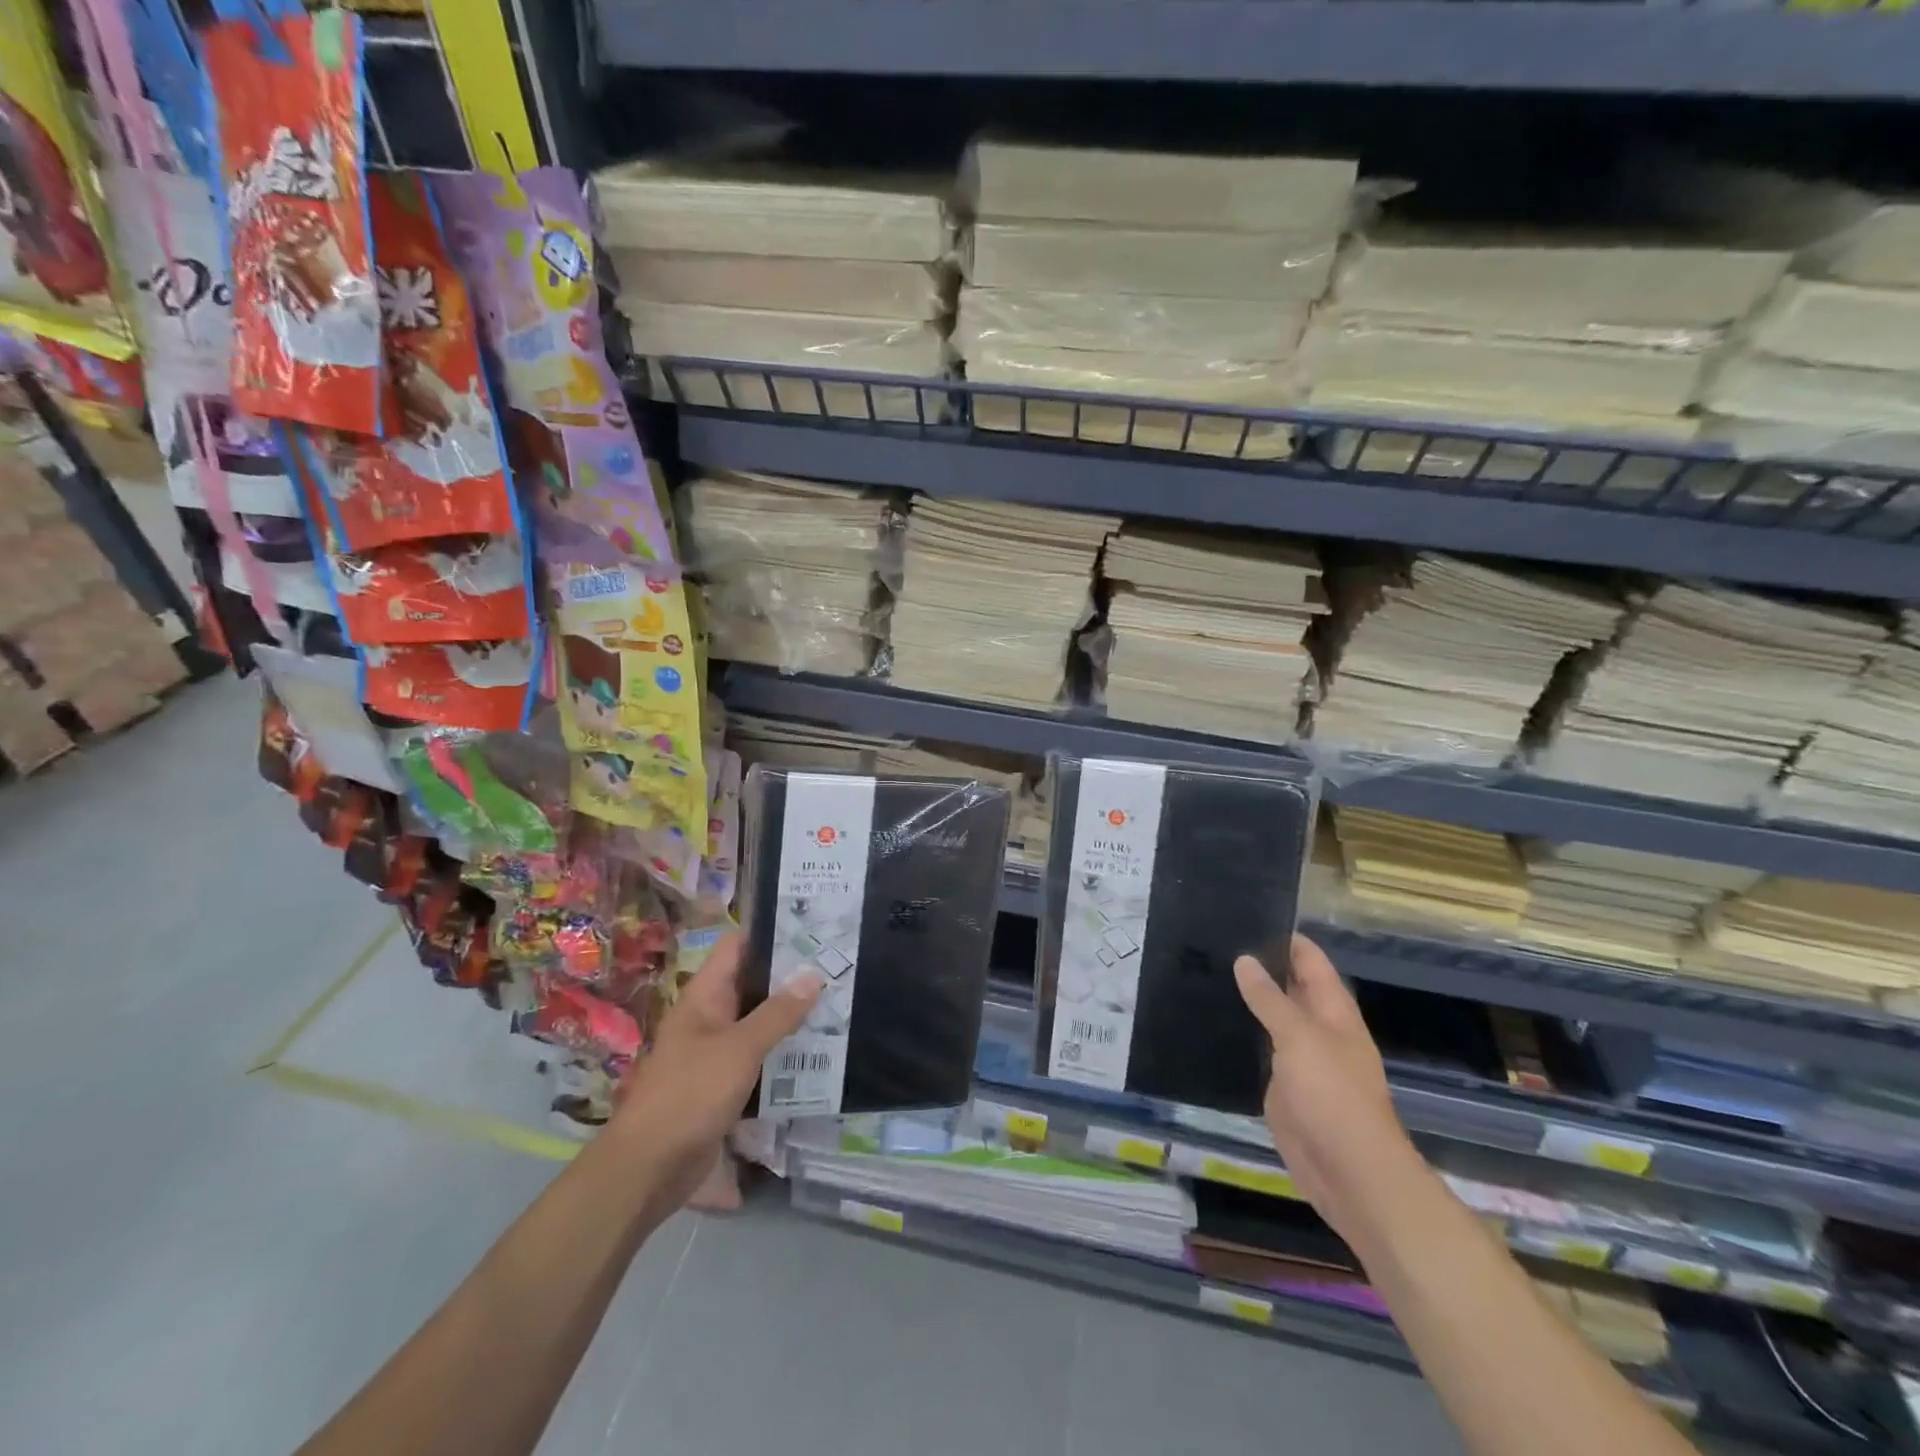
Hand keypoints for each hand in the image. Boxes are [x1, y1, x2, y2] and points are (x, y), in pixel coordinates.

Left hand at [609, 932, 821, 1215]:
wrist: (649, 1168)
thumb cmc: (690, 1094)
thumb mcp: (739, 1048)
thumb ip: (778, 1013)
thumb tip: (813, 974)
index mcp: (705, 996)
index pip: (738, 947)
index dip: (771, 932)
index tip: (813, 926)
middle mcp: (710, 1016)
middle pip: (754, 983)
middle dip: (792, 975)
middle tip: (838, 963)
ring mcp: (716, 1050)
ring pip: (760, 1021)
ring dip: (792, 1015)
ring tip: (839, 1000)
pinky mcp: (725, 1083)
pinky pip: (760, 1056)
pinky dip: (784, 1051)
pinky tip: (819, 1050)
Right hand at [1234, 935, 1426, 1249]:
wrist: (1349, 1173)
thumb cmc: (1333, 1096)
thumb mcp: (1299, 1038)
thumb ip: (1270, 999)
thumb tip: (1245, 959)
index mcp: (1333, 1012)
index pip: (1309, 960)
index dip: (1284, 937)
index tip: (1245, 914)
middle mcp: (1317, 1030)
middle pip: (1288, 988)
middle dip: (1259, 966)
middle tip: (1211, 939)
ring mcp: (1298, 1060)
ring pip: (1269, 1019)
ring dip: (1244, 1000)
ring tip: (1201, 971)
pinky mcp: (1281, 1088)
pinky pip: (1258, 1052)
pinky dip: (1238, 1035)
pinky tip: (1208, 1021)